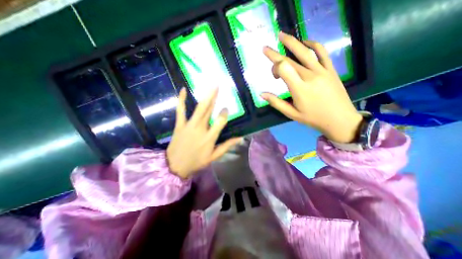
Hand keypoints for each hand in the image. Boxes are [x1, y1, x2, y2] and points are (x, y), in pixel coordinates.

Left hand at [168, 87, 242, 178]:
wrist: (176, 166)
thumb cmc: (197, 162)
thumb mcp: (214, 156)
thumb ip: (227, 146)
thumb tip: (240, 138)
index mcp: (210, 137)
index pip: (220, 122)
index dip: (224, 113)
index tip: (226, 108)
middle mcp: (200, 129)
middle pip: (209, 111)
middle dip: (214, 97)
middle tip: (218, 86)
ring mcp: (189, 125)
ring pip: (198, 109)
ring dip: (205, 97)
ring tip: (210, 87)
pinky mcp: (179, 125)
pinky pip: (180, 110)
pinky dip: (181, 100)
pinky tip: (182, 90)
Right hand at [261, 32, 362, 142]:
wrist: (340, 119)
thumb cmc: (313, 118)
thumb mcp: (291, 114)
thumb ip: (276, 103)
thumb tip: (261, 94)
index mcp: (299, 88)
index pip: (283, 68)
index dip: (274, 68)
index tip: (274, 76)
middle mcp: (310, 76)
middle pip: (290, 60)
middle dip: (275, 54)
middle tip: (265, 48)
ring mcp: (322, 71)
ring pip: (305, 52)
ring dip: (292, 42)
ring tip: (281, 35)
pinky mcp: (330, 69)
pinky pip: (322, 52)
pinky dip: (313, 44)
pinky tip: (305, 42)